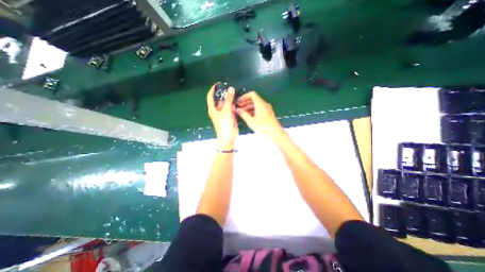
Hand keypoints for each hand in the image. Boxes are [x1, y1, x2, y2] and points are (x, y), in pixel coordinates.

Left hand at [208, 84, 238, 149]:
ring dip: (229, 100)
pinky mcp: (229, 117)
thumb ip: (228, 100)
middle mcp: (217, 111)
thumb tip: (230, 89)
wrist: (229, 137)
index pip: (210, 97)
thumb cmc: (224, 125)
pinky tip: (238, 102)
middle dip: (224, 94)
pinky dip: (233, 105)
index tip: (217, 84)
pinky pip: (230, 108)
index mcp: (213, 109)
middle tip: (230, 88)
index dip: (213, 90)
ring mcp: (223, 114)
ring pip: (226, 104)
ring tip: (235, 93)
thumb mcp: (226, 111)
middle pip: (219, 100)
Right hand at [235, 92, 284, 137]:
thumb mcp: (251, 121)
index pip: (252, 94)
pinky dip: (253, 110)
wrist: (275, 133)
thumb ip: (243, 114)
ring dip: (248, 107)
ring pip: (256, 104)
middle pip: (254, 99)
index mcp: (260, 104)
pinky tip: (248, 116)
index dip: (244, 96)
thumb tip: (237, 109)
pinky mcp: (268, 113)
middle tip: (238, 107)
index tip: (238, 102)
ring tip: (241, 112)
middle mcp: (264, 104)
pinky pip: (259, 109)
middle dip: (245, 102)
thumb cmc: (263, 127)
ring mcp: (267, 109)